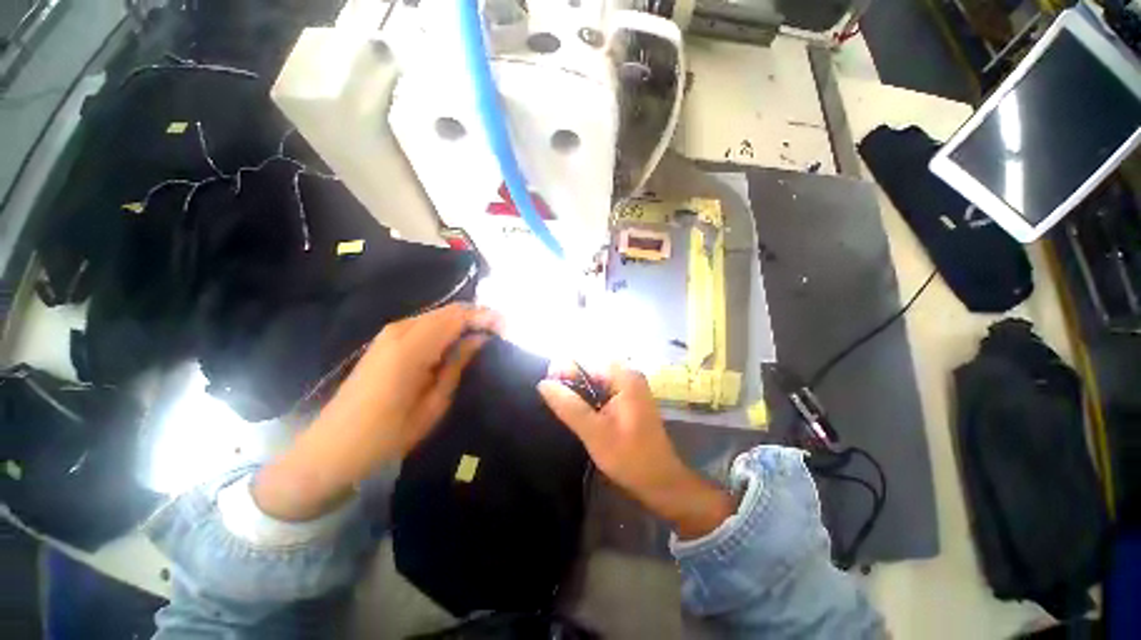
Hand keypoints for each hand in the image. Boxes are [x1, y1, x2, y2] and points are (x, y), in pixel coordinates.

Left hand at [254, 303, 501, 520]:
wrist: (332, 447)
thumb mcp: (434, 403)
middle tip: (500, 333)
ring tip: (484, 337)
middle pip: (449, 310)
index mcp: (412, 347)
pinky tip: (457, 342)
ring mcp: (390, 333)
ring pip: (438, 315)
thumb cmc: (388, 434)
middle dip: (478, 316)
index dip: (486, 317)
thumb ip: (458, 364)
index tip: (507, 329)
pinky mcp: (385, 340)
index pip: (458, 316)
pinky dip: (446, 327)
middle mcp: (400, 330)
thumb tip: (481, 339)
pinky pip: (425, 324)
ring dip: (463, 321)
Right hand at [537, 364, 734, 538]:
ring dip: (578, 391)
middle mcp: (629, 375)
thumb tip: (543, 383)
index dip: (564, 371)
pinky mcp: (628, 399)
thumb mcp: (594, 432)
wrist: (660, 481)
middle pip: (591, 369)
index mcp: (625, 377)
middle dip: (570, 381)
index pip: (587, 361)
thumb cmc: (629, 457)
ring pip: (595, 380)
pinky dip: (588, 398)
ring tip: (562, 406)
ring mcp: (630, 387)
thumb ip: (569, 406)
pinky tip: (579, 412)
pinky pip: (602, 390)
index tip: (547, 388)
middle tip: (554, 401)